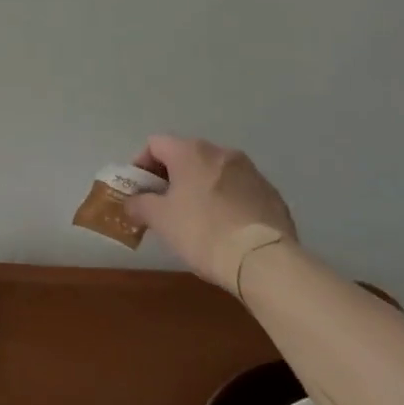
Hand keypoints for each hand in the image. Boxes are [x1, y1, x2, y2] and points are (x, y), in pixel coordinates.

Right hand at [124, 135, 297, 292]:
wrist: (263, 260)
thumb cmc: (202, 231)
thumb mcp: (160, 220)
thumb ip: (140, 204)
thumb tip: (132, 203)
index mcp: (191, 152)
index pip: (155, 144)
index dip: (141, 165)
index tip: (139, 191)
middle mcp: (222, 152)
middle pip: (186, 156)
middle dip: (171, 177)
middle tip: (163, 205)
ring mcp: (251, 171)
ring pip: (215, 172)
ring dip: (200, 187)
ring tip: (195, 218)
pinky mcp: (271, 193)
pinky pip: (239, 190)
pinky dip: (226, 201)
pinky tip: (224, 227)